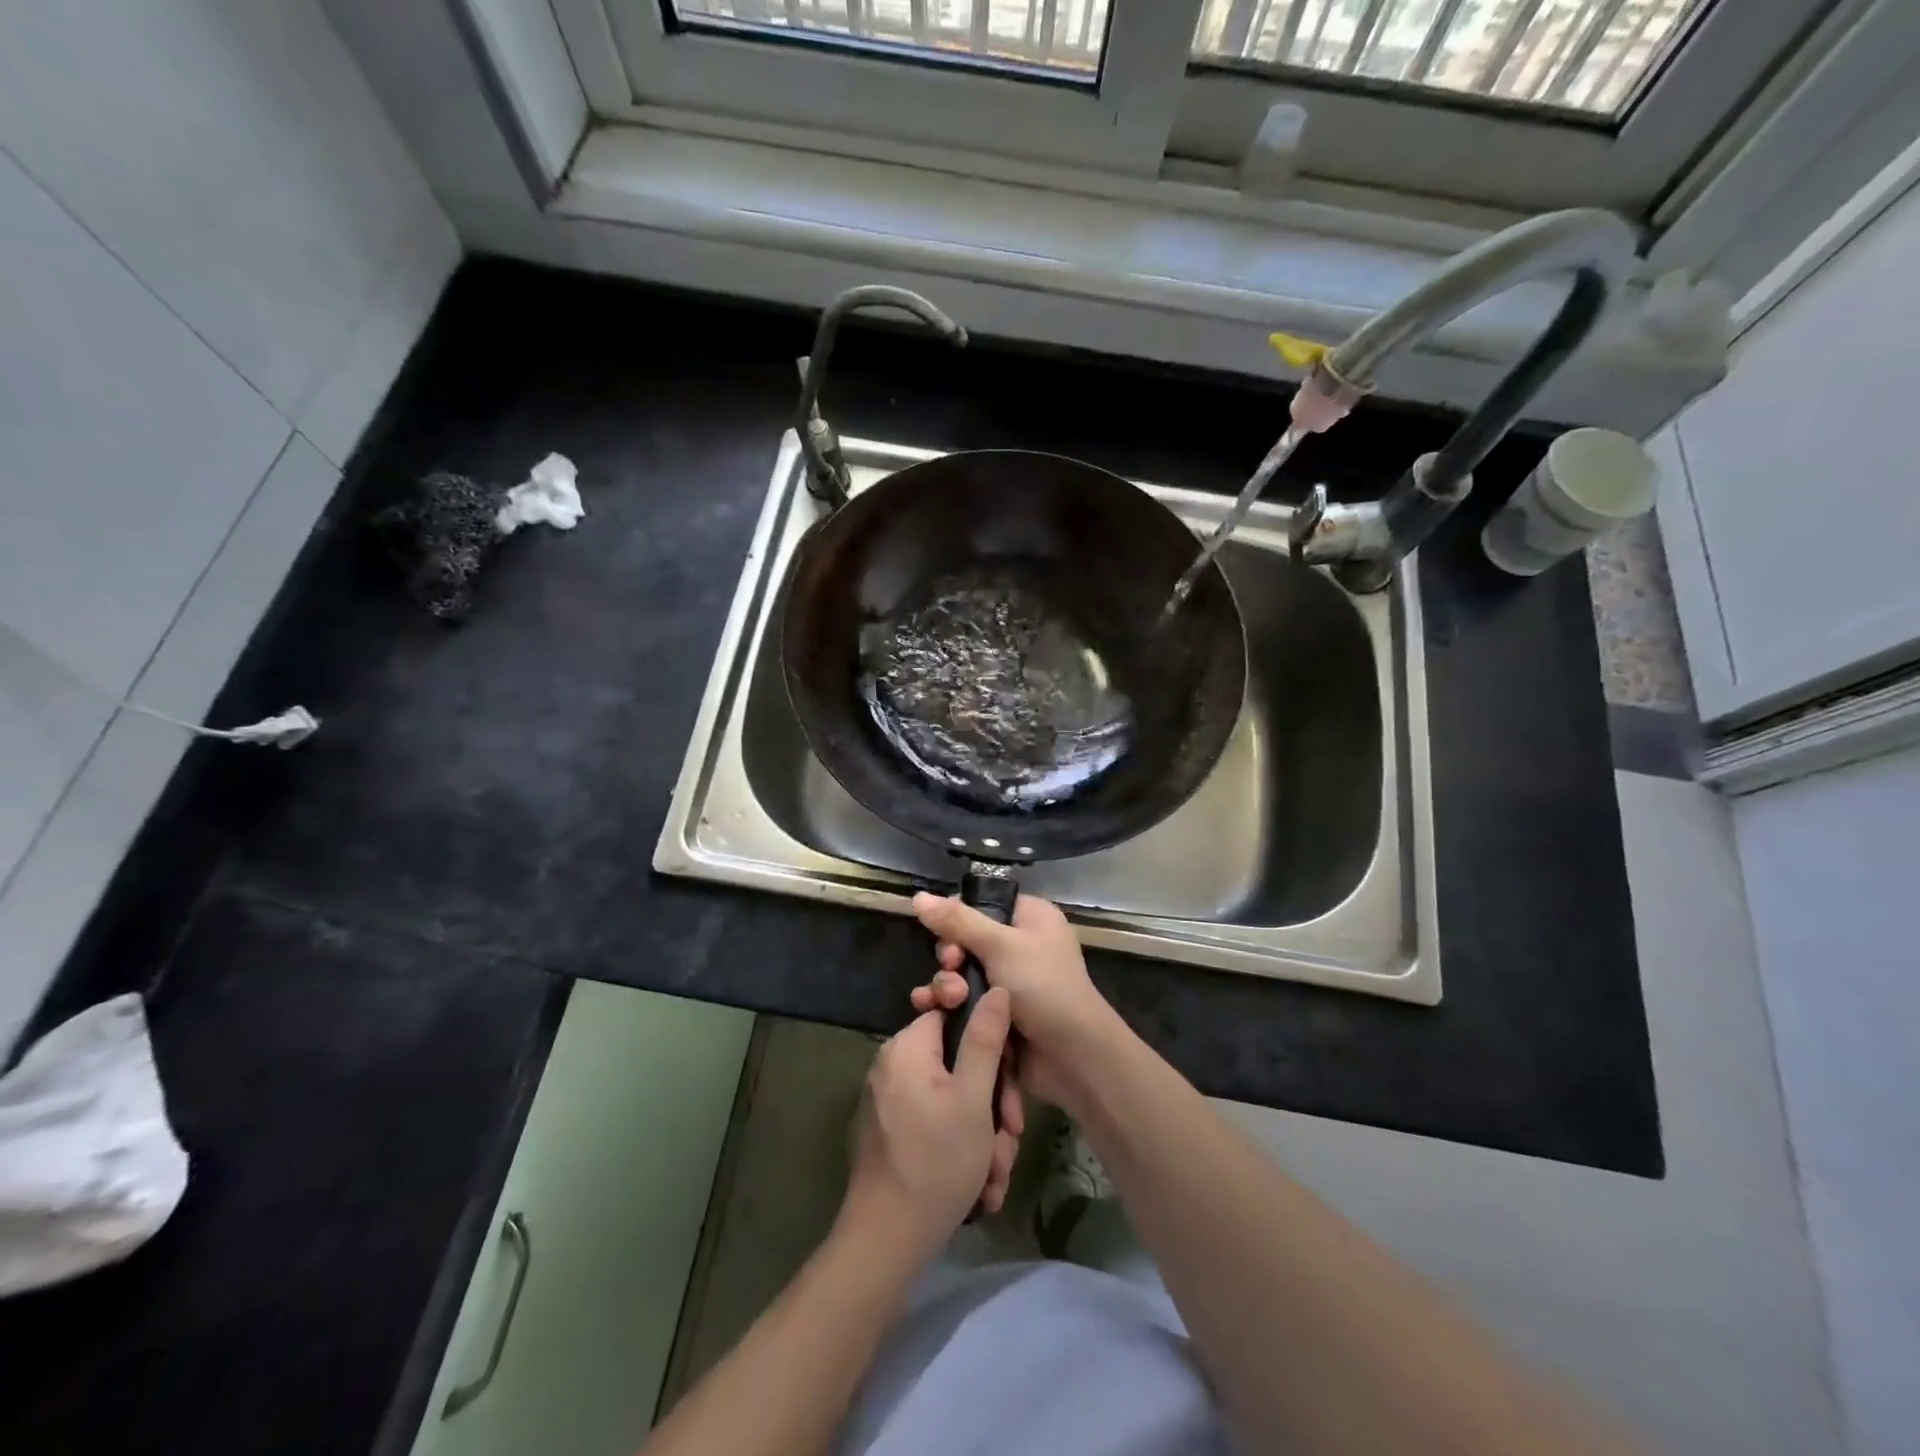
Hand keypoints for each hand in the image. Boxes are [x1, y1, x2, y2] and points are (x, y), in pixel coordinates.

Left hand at [842, 986, 1022, 1262]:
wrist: (886, 1242)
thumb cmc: (936, 1162)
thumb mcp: (974, 1098)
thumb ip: (985, 1039)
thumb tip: (995, 988)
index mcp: (907, 1047)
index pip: (955, 1015)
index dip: (989, 1044)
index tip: (1009, 1082)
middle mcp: (893, 1066)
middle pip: (957, 1064)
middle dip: (992, 1105)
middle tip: (1009, 1140)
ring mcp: (889, 1101)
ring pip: (952, 1100)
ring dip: (982, 1135)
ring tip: (995, 1175)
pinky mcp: (890, 1132)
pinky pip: (935, 1123)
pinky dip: (960, 1148)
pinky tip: (981, 1186)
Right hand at [911, 893, 1121, 1111]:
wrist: (1072, 1057)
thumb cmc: (1043, 987)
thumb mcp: (1001, 946)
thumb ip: (957, 921)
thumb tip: (918, 896)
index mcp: (1030, 918)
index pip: (982, 904)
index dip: (957, 917)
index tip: (946, 935)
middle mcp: (1019, 945)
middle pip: (965, 940)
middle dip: (951, 957)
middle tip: (952, 968)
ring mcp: (1007, 982)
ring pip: (960, 973)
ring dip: (946, 984)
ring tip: (949, 999)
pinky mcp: (996, 1014)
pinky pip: (963, 1002)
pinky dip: (947, 1005)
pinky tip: (929, 1011)